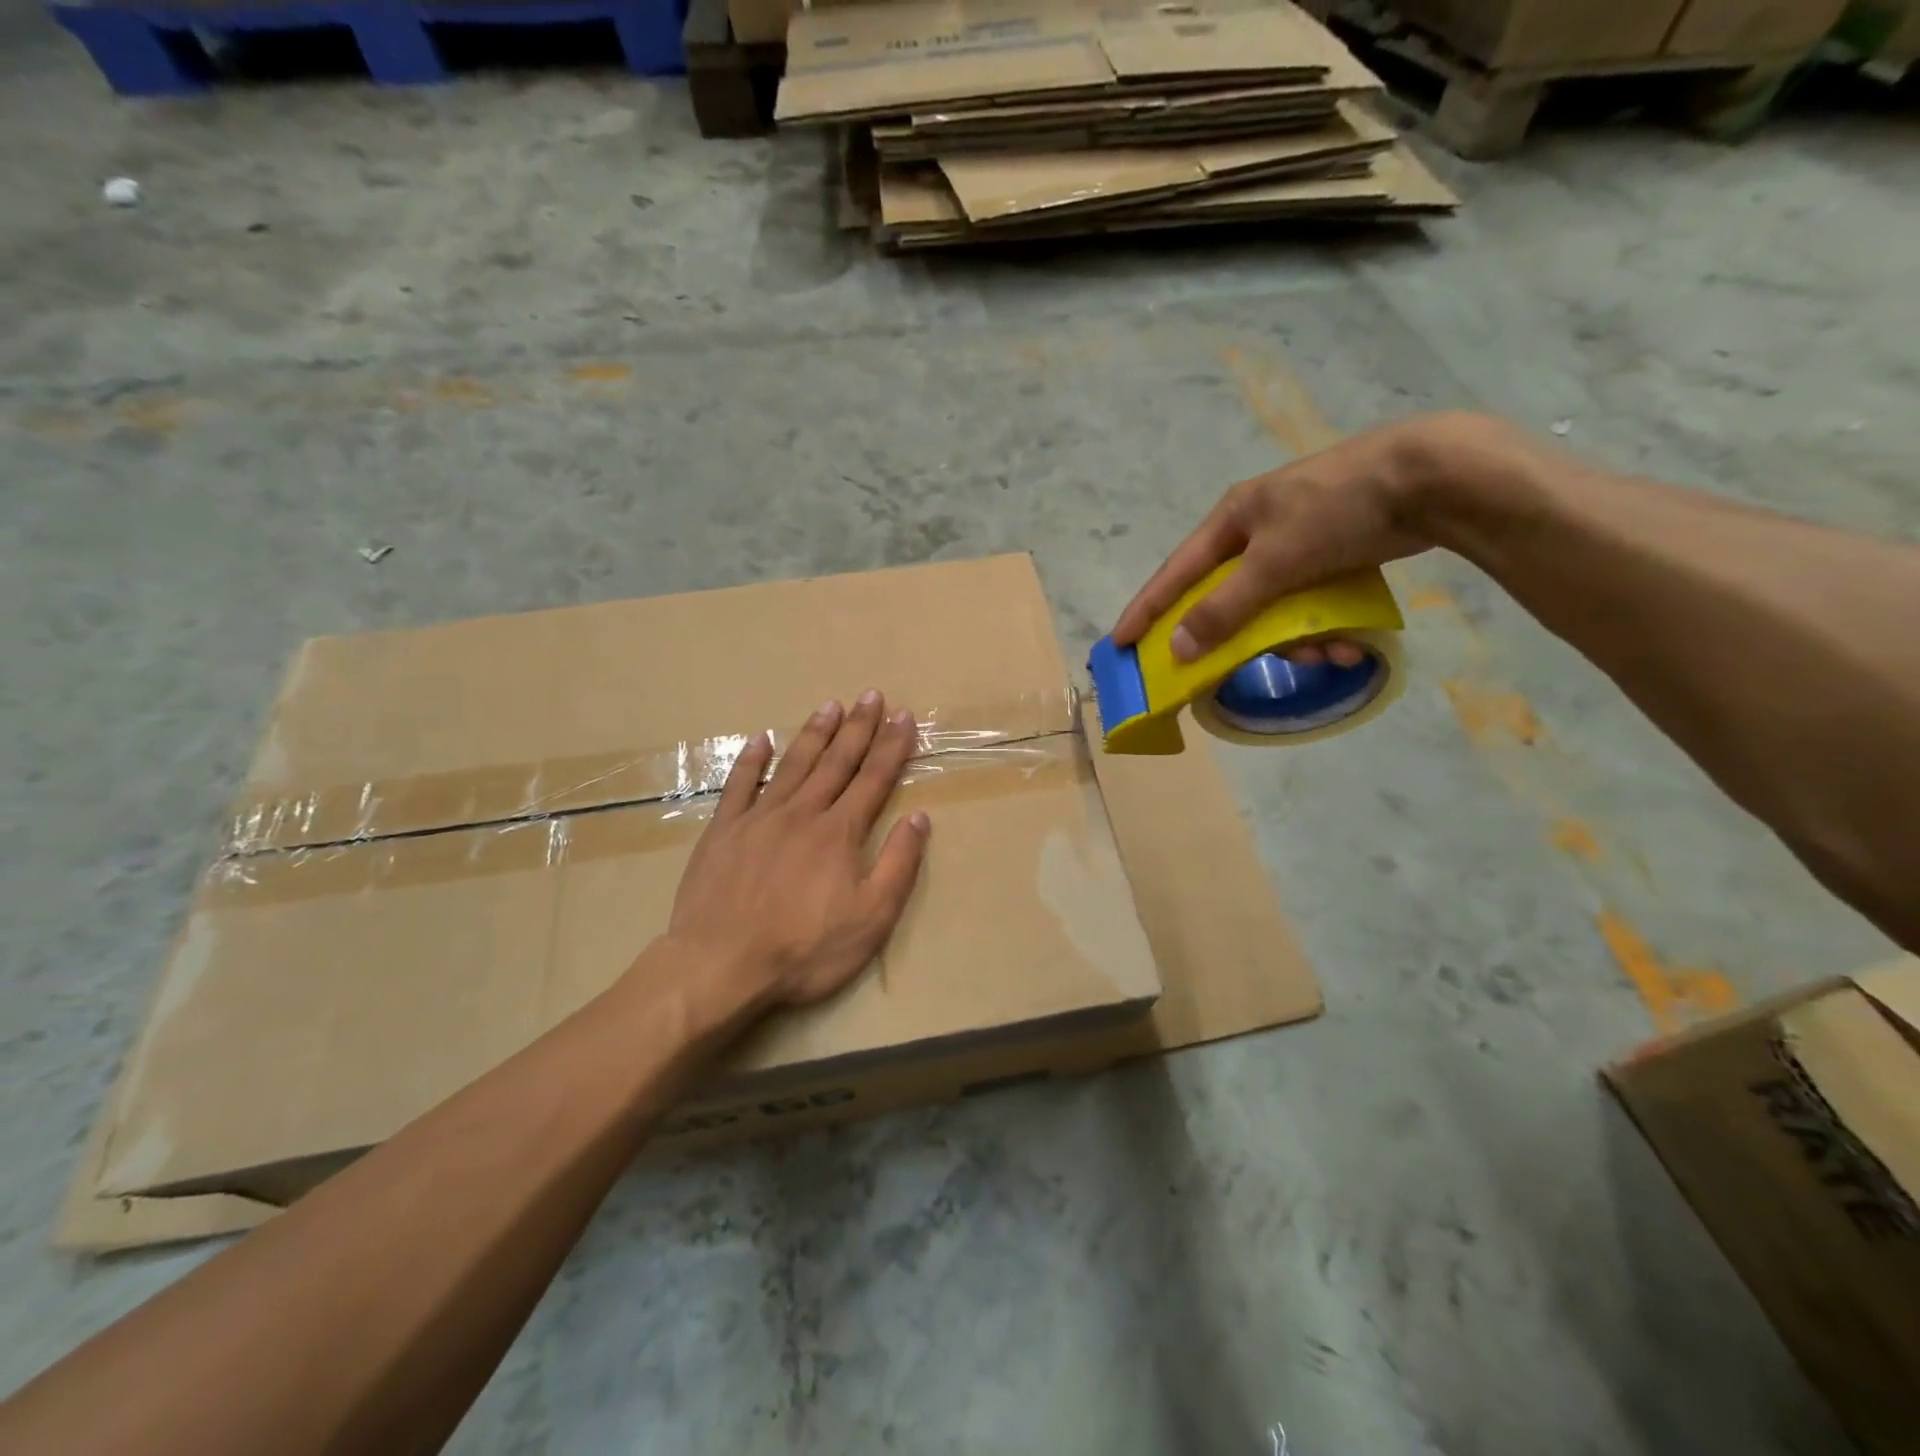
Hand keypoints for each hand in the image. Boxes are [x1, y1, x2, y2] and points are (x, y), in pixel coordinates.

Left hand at [665, 691, 930, 1008]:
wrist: (720, 965)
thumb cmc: (804, 949)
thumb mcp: (871, 918)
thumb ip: (899, 864)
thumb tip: (919, 817)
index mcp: (840, 832)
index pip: (874, 778)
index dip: (892, 746)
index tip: (904, 716)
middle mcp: (802, 813)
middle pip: (836, 761)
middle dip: (858, 727)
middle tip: (871, 695)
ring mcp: (759, 818)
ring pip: (794, 765)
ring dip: (815, 733)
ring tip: (831, 706)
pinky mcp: (723, 831)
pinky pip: (740, 785)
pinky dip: (752, 760)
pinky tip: (762, 739)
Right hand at [1112, 413, 1523, 662]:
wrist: (1434, 477)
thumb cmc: (1338, 511)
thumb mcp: (1274, 562)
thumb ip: (1225, 607)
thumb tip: (1178, 649)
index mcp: (1232, 520)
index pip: (1175, 573)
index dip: (1147, 610)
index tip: (1121, 643)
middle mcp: (1258, 529)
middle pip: (1229, 598)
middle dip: (1245, 638)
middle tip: (1245, 668)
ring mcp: (1298, 539)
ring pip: (1275, 606)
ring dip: (1297, 639)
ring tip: (1330, 654)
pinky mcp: (1335, 551)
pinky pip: (1311, 602)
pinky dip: (1326, 625)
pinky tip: (1352, 643)